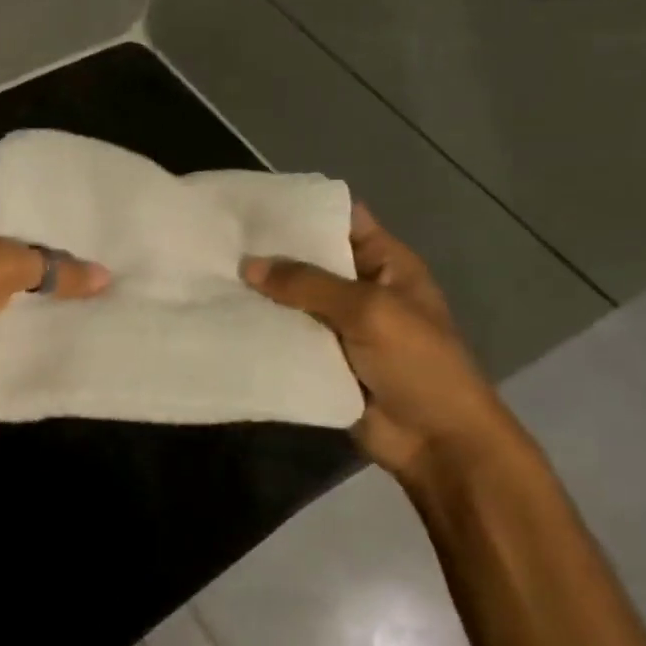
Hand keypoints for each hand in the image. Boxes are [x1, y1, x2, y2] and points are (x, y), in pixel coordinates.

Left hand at [0, 190, 109, 417]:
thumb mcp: (0, 263)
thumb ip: (53, 266)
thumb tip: (104, 277)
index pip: (8, 196)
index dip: (42, 191)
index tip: (87, 189)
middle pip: (29, 246)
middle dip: (67, 244)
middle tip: (119, 235)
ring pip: (36, 289)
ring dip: (69, 290)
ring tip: (123, 276)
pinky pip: (34, 328)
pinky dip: (60, 326)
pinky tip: (104, 319)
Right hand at [242, 205, 518, 483]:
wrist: (436, 442)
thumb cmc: (418, 363)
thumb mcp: (369, 311)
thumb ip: (308, 284)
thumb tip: (248, 264)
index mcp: (385, 264)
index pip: (342, 220)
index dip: (303, 209)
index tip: (253, 203)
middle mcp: (359, 288)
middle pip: (310, 260)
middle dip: (270, 251)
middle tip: (218, 237)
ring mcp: (338, 326)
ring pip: (292, 300)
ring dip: (259, 292)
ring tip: (209, 272)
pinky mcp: (320, 359)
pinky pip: (286, 336)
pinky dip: (259, 328)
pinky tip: (220, 315)